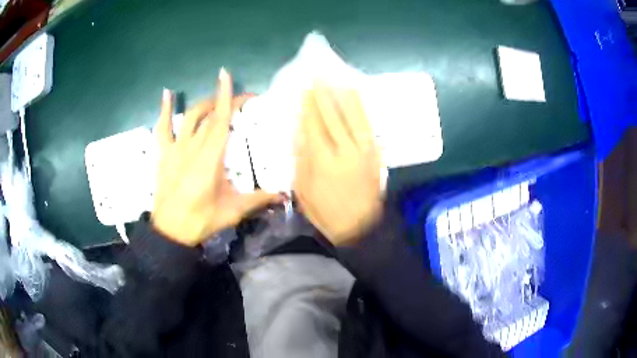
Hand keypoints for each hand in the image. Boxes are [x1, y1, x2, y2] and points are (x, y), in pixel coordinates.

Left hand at [152, 68, 282, 245]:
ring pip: (189, 117)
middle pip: (209, 114)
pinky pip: (163, 128)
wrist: (170, 231)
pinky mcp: (164, 154)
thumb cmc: (201, 220)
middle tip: (239, 100)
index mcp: (210, 157)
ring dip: (203, 103)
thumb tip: (284, 196)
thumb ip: (258, 200)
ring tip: (214, 98)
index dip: (228, 97)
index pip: (221, 120)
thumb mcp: (232, 212)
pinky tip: (167, 93)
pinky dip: (164, 109)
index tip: (234, 79)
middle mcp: (192, 146)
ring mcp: (175, 148)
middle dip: (223, 100)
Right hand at [293, 82, 383, 245]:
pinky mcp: (375, 152)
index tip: (305, 89)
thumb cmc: (326, 213)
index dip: (308, 105)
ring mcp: (363, 150)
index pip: (313, 125)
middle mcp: (344, 150)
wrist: (360, 227)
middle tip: (319, 76)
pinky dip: (361, 108)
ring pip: (353, 116)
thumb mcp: (304, 190)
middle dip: (324, 94)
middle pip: (332, 116)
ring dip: (344, 95)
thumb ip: (301, 159)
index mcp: (322, 161)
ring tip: (338, 78)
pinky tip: (356, 97)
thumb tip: (299, 132)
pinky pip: (367, 125)